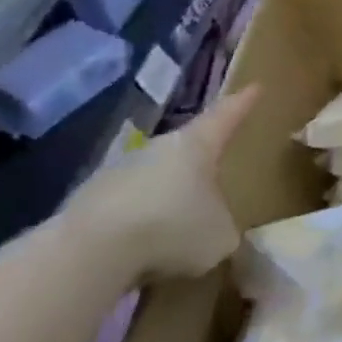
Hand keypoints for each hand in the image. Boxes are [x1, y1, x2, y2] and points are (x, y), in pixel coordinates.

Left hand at [68, 86, 260, 280]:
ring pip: (154, 181)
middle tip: (218, 177)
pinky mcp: (86, 203)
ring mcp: (117, 173)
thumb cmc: (173, 228)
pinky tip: (143, 253)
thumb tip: (217, 231)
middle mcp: (158, 149)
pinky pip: (125, 210)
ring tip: (180, 230)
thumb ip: (226, 227)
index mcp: (198, 145)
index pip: (226, 116)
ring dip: (167, 200)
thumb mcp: (222, 236)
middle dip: (202, 163)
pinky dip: (137, 226)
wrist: (89, 253)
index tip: (255, 87)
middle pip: (187, 149)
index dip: (243, 103)